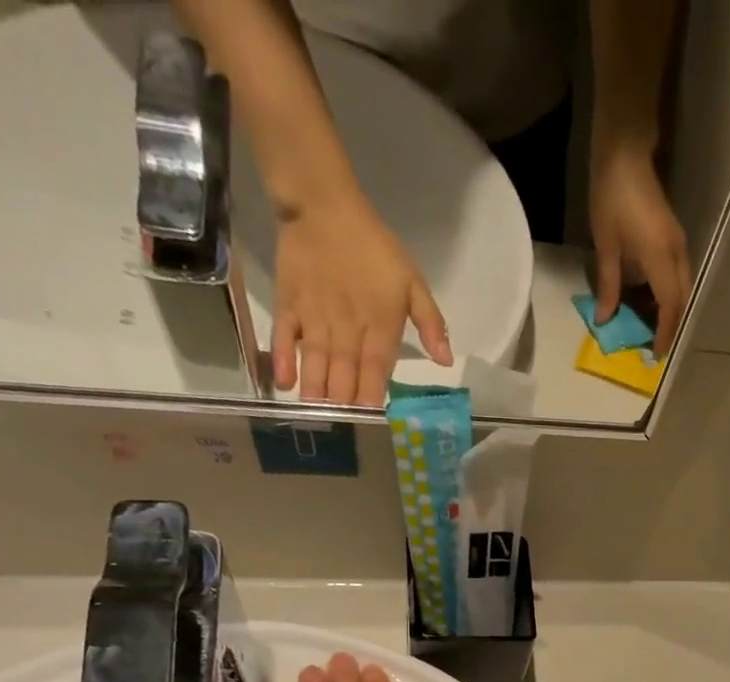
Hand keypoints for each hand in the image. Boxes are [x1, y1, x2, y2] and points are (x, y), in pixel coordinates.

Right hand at [271, 196, 452, 404]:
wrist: (324, 204)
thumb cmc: (374, 246)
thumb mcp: (413, 282)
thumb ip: (431, 323)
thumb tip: (446, 362)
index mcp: (379, 326)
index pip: (376, 369)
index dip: (372, 395)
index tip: (370, 419)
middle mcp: (347, 328)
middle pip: (345, 373)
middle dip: (344, 403)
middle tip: (342, 430)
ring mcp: (315, 318)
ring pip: (317, 362)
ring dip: (317, 391)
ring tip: (315, 416)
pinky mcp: (289, 304)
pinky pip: (285, 337)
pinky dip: (283, 359)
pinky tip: (285, 383)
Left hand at [588, 145, 690, 356]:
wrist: (625, 151)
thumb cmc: (612, 196)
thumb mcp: (606, 245)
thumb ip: (608, 285)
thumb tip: (605, 319)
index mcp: (661, 257)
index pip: (669, 306)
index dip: (664, 332)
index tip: (657, 354)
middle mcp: (676, 253)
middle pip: (681, 299)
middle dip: (670, 325)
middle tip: (653, 344)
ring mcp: (677, 244)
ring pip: (680, 288)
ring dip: (668, 310)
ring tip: (649, 327)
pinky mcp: (672, 238)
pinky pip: (675, 276)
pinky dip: (665, 294)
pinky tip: (648, 302)